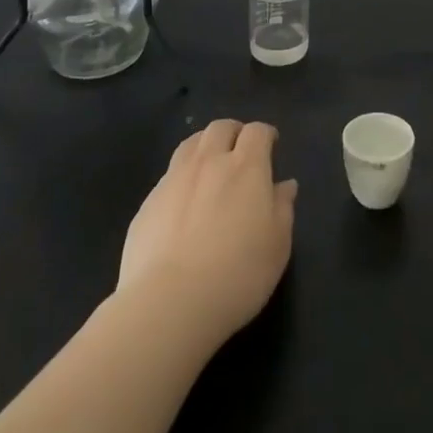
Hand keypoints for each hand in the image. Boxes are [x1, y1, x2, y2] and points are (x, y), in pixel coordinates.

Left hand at [117, 119, 297, 348]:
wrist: (169, 303)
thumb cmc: (238, 274)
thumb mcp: (277, 245)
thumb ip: (283, 208)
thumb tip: (285, 185)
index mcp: (246, 167)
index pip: (257, 131)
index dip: (265, 134)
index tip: (271, 145)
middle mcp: (209, 162)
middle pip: (220, 128)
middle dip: (233, 133)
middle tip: (240, 151)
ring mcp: (174, 179)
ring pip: (190, 144)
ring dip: (204, 147)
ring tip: (210, 167)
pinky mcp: (148, 203)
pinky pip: (168, 176)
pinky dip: (181, 179)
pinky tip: (183, 205)